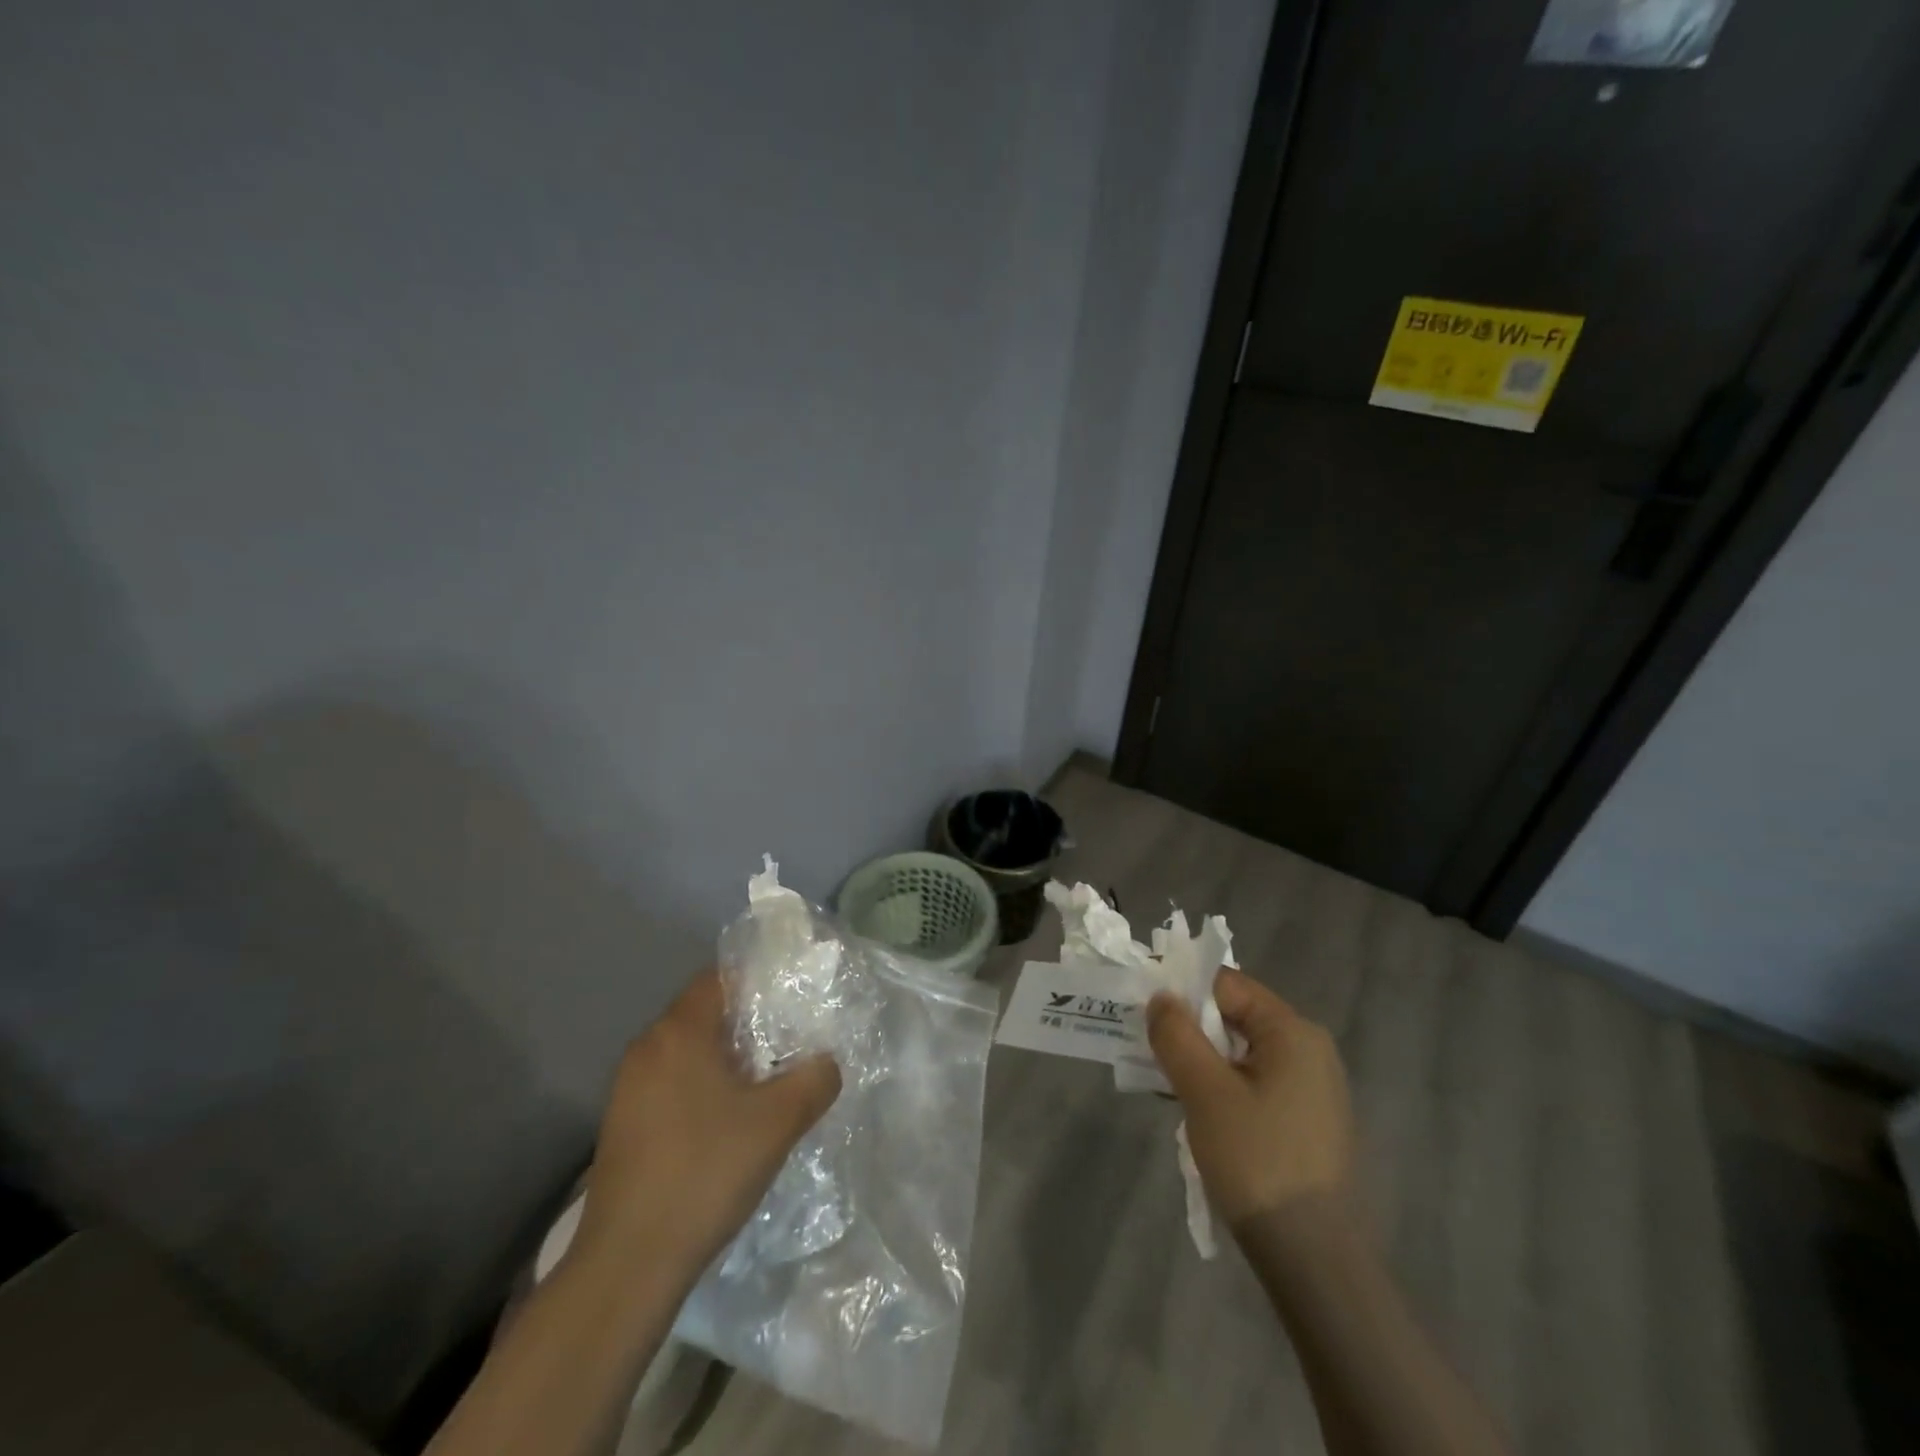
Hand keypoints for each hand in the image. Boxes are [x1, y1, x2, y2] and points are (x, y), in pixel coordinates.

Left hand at [568, 968, 841, 1288]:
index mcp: (679, 1033)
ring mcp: (628, 1089)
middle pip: (704, 1013)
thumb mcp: (778, 1122)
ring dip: (725, 1059)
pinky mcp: (622, 1125)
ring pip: (688, 1052)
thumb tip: (827, 1063)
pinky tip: (727, 1123)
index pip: (719, 977)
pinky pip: (671, 1083)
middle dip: (748, 1023)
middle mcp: (647, 1048)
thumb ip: (814, 1079)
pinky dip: (702, 1087)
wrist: (628, 1264)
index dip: (759, 982)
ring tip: (765, 1084)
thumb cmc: (705, 1172)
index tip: (793, 1003)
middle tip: (789, 1043)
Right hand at [1147, 968, 1354, 1229]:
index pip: (1227, 985)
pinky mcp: (1308, 1121)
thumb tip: (1161, 998)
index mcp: (1293, 1031)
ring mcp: (1313, 1088)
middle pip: (1236, 1017)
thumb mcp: (1204, 1091)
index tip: (1145, 1011)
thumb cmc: (1257, 1160)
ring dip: (1203, 1062)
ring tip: (1168, 1085)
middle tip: (1150, 1051)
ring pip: (1242, 1053)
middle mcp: (1310, 1049)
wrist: (1314, 1259)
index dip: (1183, 991)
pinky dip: (1223, 1087)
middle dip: (1190, 1030)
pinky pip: (1256, 1083)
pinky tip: (1200, 1115)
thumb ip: (1176, 1035)